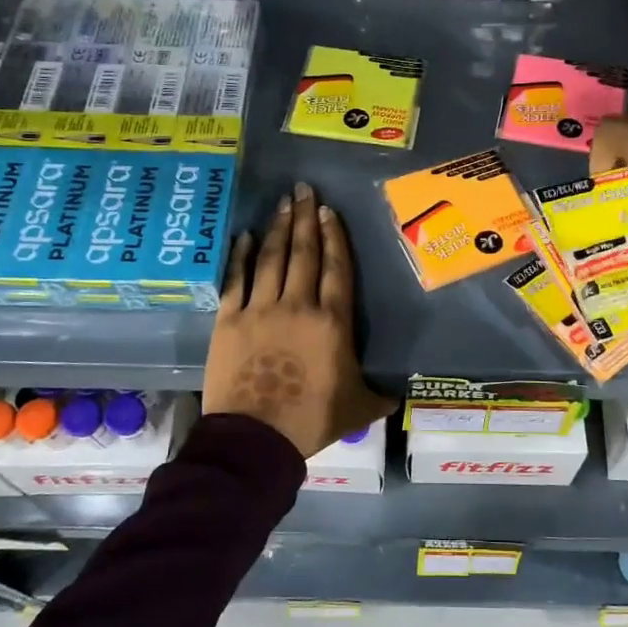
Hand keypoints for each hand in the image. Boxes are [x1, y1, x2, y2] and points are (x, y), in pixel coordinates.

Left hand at [203, 182, 395, 459]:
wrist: (256, 437)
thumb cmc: (311, 420)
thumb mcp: (357, 408)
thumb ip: (379, 396)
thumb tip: (399, 396)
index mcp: (332, 322)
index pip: (336, 268)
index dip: (334, 237)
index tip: (329, 212)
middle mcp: (298, 305)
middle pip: (304, 253)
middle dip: (306, 218)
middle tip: (305, 189)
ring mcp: (260, 309)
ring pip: (272, 259)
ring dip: (279, 228)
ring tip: (283, 202)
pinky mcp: (229, 320)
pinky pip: (236, 279)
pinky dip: (241, 256)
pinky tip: (245, 236)